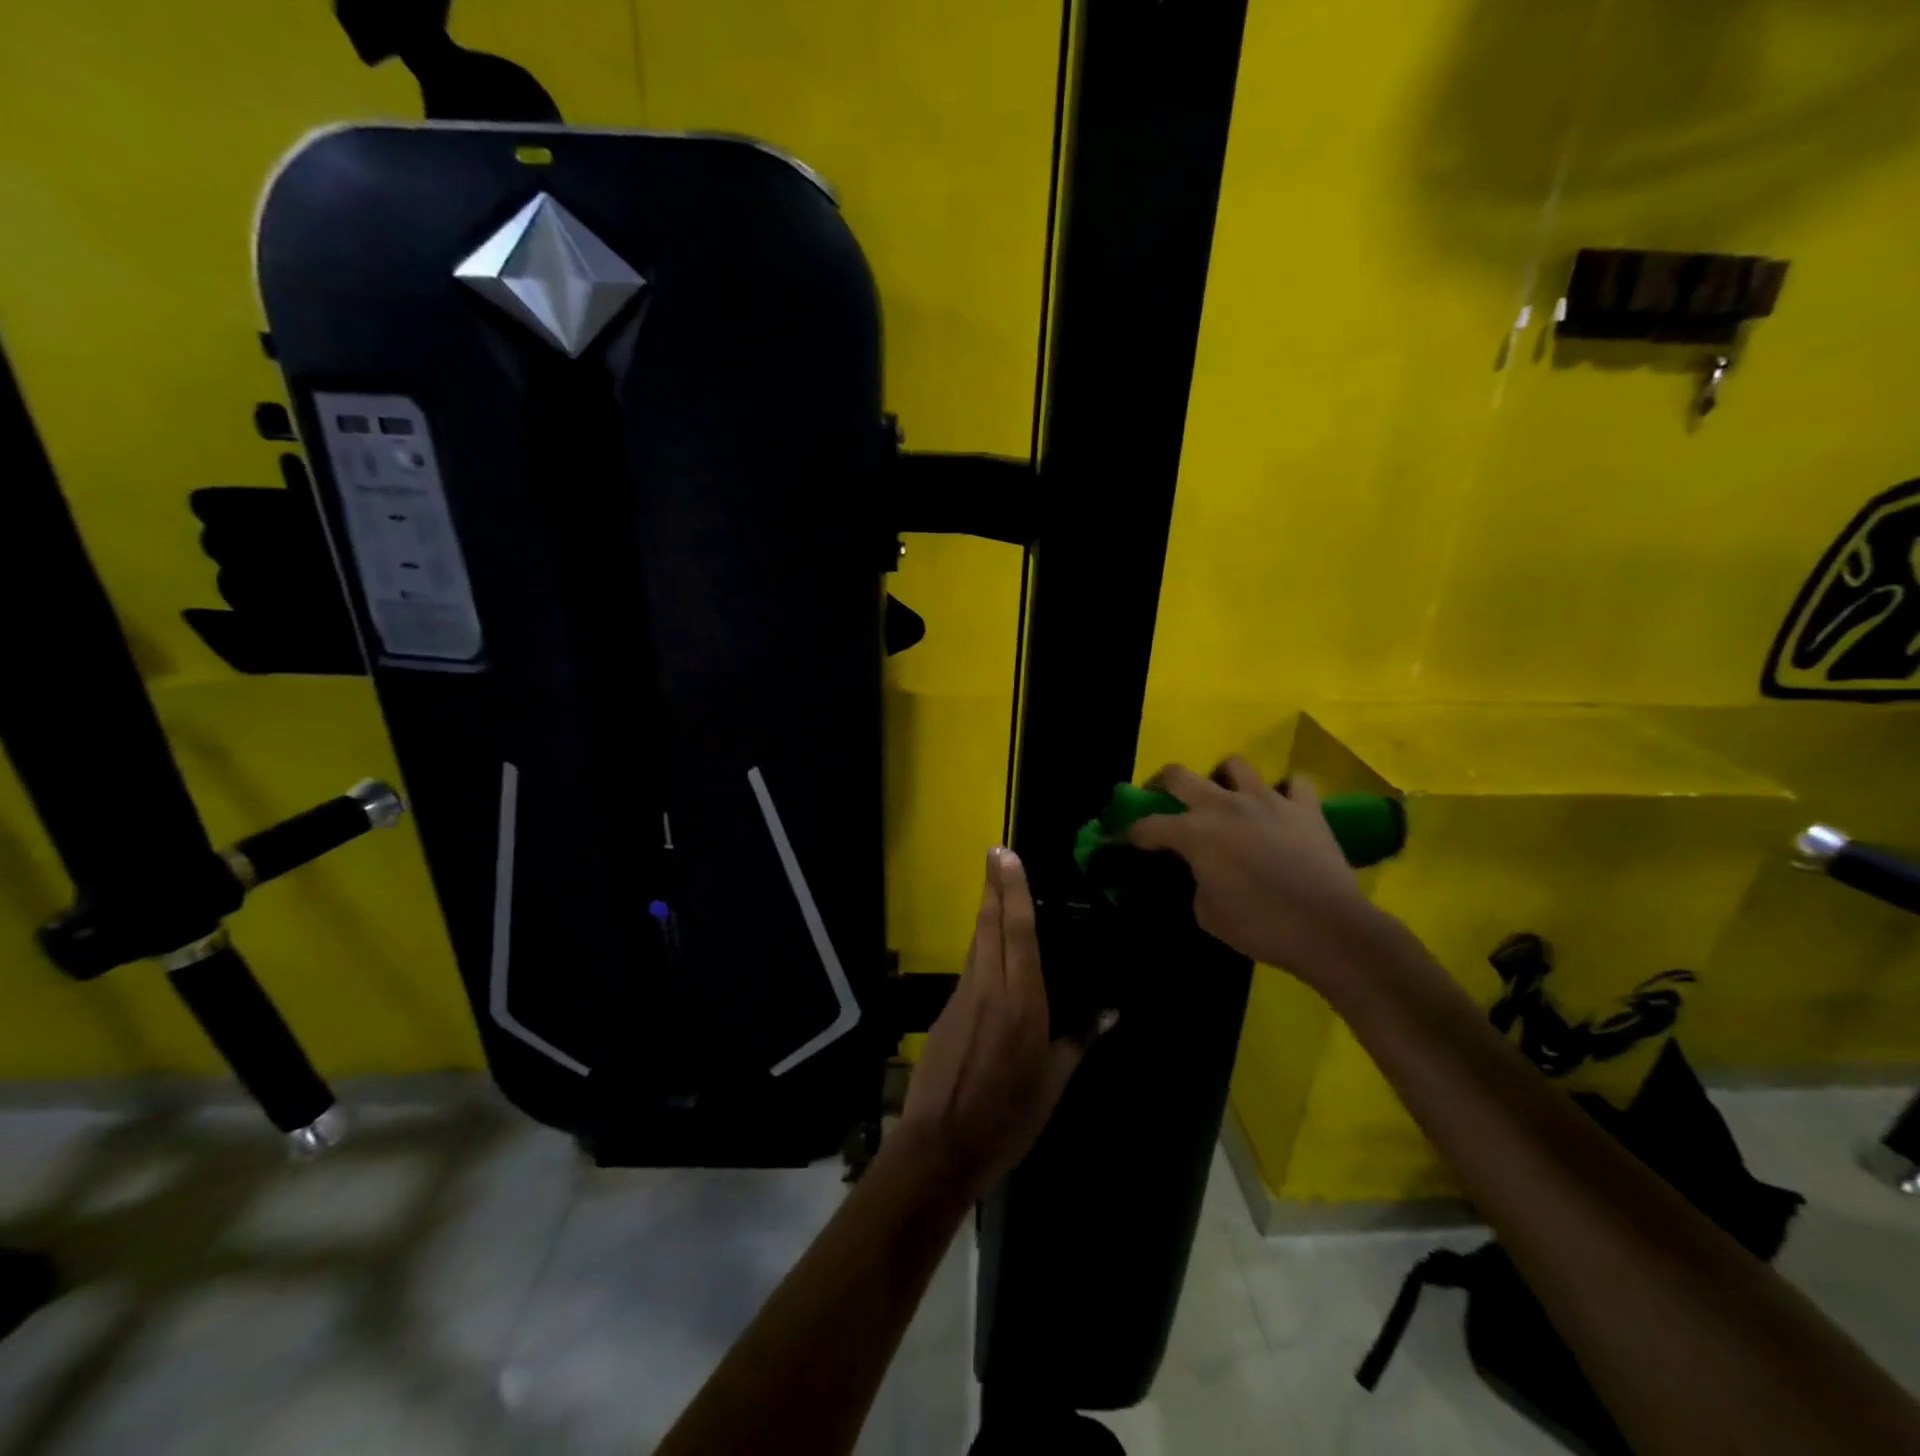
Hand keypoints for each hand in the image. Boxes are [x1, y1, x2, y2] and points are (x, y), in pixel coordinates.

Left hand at [897, 848, 1105, 1203]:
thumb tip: (1110, 1011)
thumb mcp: (1053, 1082)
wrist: (939, 1146)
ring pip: (975, 943)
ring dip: (984, 912)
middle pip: (988, 925)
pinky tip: (990, 951)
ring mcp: (961, 998)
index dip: (1013, 890)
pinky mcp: (946, 1012)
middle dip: (992, 886)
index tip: (1007, 855)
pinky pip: (969, 969)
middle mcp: (988, 987)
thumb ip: (1079, 1040)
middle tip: (995, 853)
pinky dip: (980, 947)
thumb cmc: (1007, 1117)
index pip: (1017, 931)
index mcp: (1020, 1001)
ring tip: (995, 889)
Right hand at [1127, 758, 1387, 989]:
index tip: (1127, 839)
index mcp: (1194, 833)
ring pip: (1234, 766)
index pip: (1148, 825)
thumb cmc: (1260, 926)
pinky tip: (1281, 808)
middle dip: (1162, 785)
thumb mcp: (1207, 913)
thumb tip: (1202, 871)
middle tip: (1163, 799)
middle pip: (1179, 775)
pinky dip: (1285, 792)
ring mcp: (1267, 800)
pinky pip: (1294, 783)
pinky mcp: (1305, 807)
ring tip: (1227, 798)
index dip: (1132, 832)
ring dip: (1224, 779)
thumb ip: (1196, 882)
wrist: (1328, 929)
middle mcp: (1224, 806)